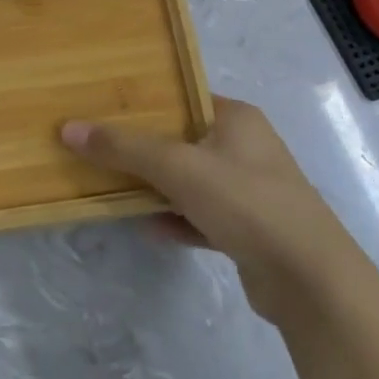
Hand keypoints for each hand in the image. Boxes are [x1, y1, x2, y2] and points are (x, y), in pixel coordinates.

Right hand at [62, 98, 350, 328]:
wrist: (309, 280)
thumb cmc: (245, 203)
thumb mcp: (178, 167)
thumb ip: (124, 147)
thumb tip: (69, 128)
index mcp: (238, 119)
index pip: (184, 98)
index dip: (146, 103)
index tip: (106, 110)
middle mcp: (247, 148)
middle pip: (184, 141)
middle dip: (145, 149)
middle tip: (101, 149)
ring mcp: (251, 191)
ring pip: (192, 182)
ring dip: (159, 188)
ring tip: (116, 189)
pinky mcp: (251, 230)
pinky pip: (203, 217)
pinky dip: (179, 220)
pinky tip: (151, 229)